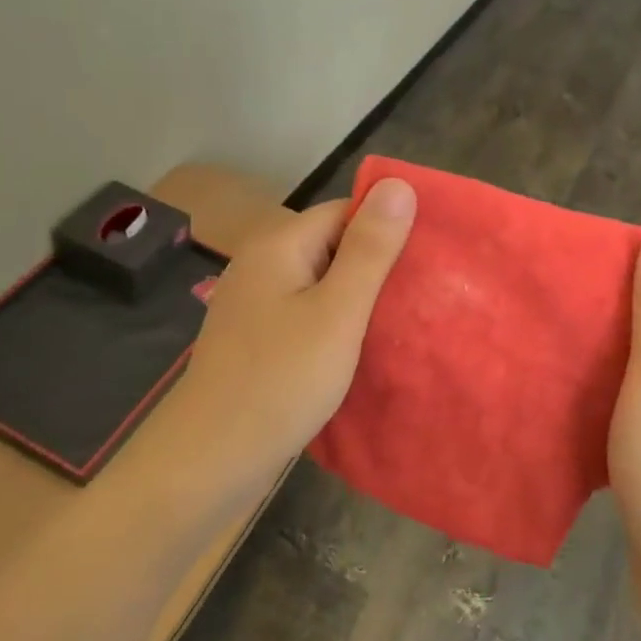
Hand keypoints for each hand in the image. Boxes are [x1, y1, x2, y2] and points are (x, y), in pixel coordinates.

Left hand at [172, 178, 415, 470]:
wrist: (211, 457)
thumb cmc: (281, 380)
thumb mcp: (338, 312)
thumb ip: (369, 249)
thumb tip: (398, 183)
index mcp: (278, 245)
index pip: (344, 211)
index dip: (386, 228)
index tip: (428, 258)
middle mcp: (261, 265)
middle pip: (330, 246)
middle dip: (375, 267)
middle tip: (423, 297)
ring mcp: (254, 305)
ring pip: (319, 285)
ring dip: (356, 300)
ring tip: (401, 322)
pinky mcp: (255, 340)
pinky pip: (304, 316)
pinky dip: (333, 326)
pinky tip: (358, 349)